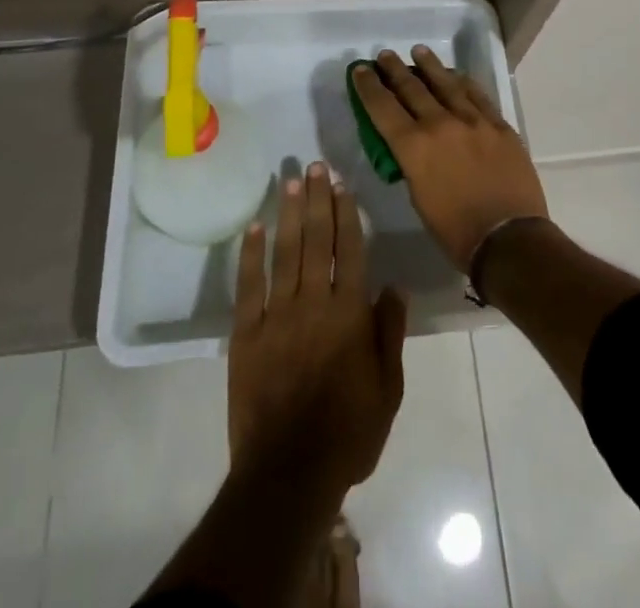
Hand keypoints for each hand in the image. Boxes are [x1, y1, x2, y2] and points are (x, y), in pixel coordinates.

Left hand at [229, 162, 406, 492]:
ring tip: (291, 180)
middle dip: (317, 199)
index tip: (342, 184)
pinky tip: (254, 228)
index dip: (346, 213)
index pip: (350, 249)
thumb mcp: (388, 388)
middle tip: (316, 165)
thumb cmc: (348, 433)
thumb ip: (390, 332)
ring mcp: (276, 316)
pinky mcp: (246, 334)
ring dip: (288, 213)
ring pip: (285, 252)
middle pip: (317, 240)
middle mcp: (314, 302)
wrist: (288, 474)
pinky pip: (249, 285)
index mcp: (349, 313)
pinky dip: (251, 254)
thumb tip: (394, 285)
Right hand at [350, 46, 549, 272]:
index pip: (383, 108)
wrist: (509, 238)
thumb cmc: (456, 231)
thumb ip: (413, 165)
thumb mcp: (419, 199)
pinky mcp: (498, 125)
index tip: (360, 70)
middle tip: (385, 55)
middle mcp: (440, 124)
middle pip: (412, 88)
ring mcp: (473, 120)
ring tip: (418, 51)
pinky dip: (463, 82)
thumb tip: (414, 148)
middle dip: (394, 70)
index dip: (368, 87)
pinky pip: (477, 94)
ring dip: (429, 66)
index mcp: (414, 147)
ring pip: (446, 83)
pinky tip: (456, 75)